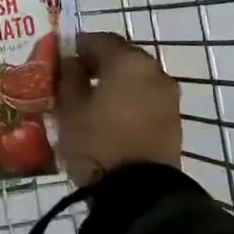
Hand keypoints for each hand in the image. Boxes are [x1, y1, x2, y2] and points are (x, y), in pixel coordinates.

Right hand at [56, 31, 180, 186]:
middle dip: (97, 63)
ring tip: (90, 100)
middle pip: (121, 56)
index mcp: (128, 61)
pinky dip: (128, 99)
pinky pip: (145, 97)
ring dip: (114, 82)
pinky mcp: (173, 120)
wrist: (138, 194)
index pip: (98, 39)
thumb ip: (68, 77)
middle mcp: (154, 71)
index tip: (59, 58)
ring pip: (135, 77)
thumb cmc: (97, 142)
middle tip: (74, 78)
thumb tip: (70, 62)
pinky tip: (109, 116)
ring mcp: (168, 96)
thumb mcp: (70, 107)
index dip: (76, 46)